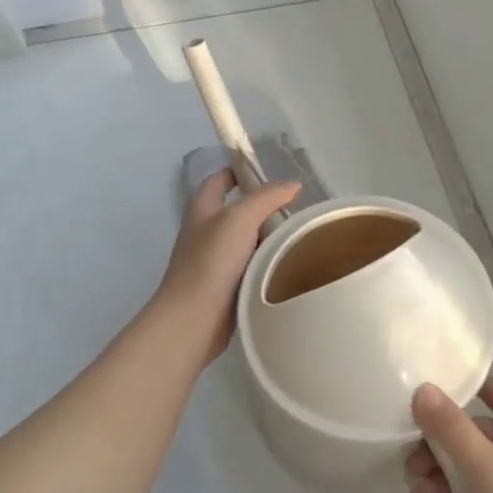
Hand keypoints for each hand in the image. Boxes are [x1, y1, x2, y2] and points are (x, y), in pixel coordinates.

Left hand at [152, 169, 300, 366]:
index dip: (241, 171)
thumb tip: (293, 184)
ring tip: (300, 236)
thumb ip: (267, 197)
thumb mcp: (240, 219)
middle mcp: (205, 231)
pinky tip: (289, 267)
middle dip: (265, 208)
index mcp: (202, 209)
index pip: (220, 179)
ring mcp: (214, 261)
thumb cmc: (212, 262)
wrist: (193, 321)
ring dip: (269, 238)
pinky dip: (267, 264)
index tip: (271, 174)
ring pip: (247, 241)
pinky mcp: (225, 286)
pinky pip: (250, 267)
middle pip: (238, 210)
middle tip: (297, 209)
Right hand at [409, 379, 492, 492]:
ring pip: (482, 469)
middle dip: (446, 442)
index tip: (434, 386)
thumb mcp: (486, 471)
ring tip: (415, 487)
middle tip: (410, 455)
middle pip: (487, 435)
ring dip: (447, 471)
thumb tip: (423, 389)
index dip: (472, 388)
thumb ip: (452, 429)